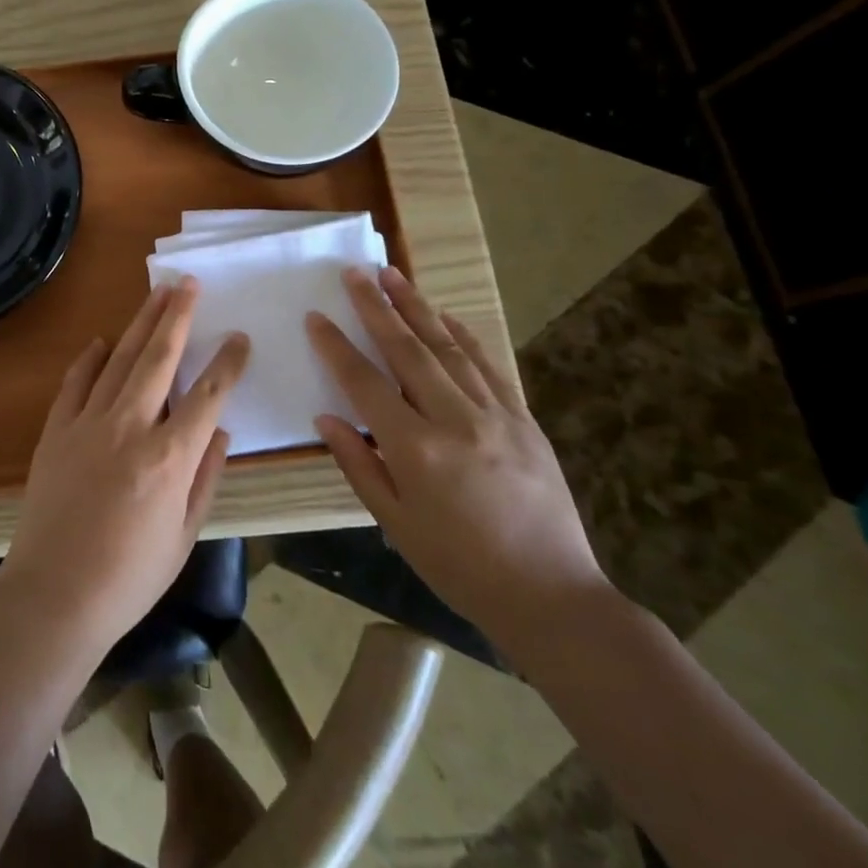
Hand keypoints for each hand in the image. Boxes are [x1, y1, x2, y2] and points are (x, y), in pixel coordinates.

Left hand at [0, 279, 248, 655]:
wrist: (54, 596)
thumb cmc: (129, 577)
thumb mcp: (183, 536)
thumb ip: (206, 478)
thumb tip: (221, 431)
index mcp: (169, 457)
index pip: (209, 395)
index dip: (227, 363)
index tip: (239, 338)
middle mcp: (130, 427)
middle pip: (159, 357)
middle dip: (178, 316)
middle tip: (189, 283)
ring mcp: (88, 422)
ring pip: (120, 359)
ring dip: (140, 323)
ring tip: (157, 294)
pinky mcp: (57, 429)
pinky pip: (76, 381)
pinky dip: (91, 357)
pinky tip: (103, 341)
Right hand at [307, 266, 609, 650]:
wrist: (551, 596)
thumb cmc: (460, 566)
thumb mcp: (395, 523)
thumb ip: (358, 464)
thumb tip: (325, 417)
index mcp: (415, 449)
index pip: (364, 383)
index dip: (336, 346)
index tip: (316, 317)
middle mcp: (454, 420)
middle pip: (406, 349)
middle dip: (376, 306)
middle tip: (355, 271)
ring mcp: (494, 415)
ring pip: (448, 347)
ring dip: (417, 307)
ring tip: (393, 274)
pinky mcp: (523, 419)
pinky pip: (488, 366)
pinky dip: (464, 336)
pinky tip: (447, 316)